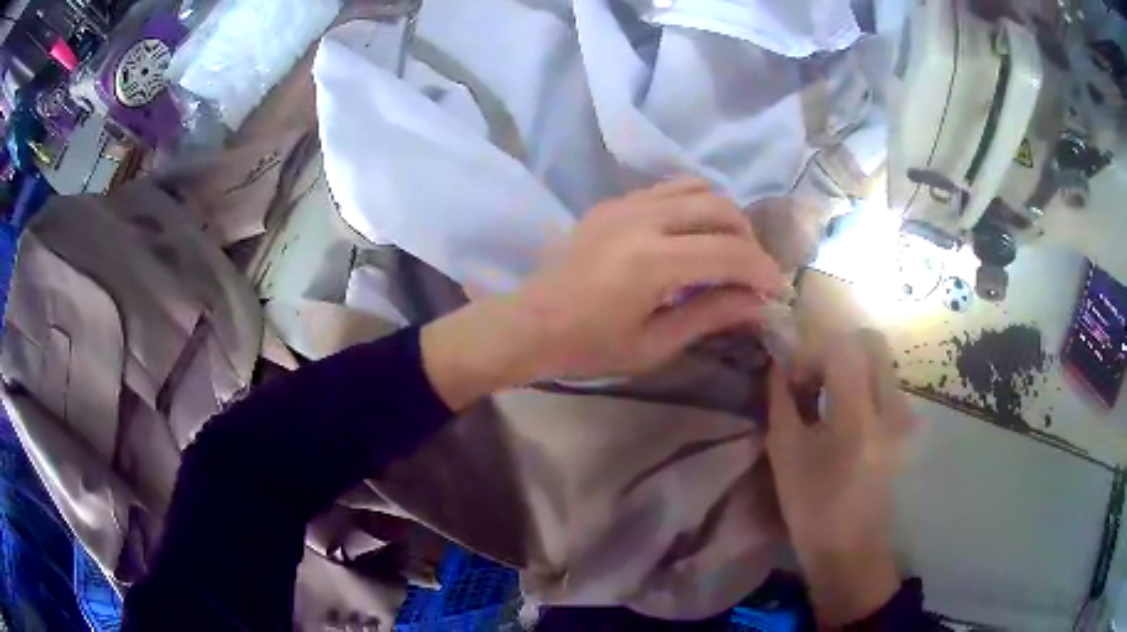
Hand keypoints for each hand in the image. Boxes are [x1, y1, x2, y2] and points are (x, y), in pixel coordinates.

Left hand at [422, 178, 786, 409]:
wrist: (529, 324)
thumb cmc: (588, 346)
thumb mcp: (654, 344)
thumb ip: (710, 315)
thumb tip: (757, 304)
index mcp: (652, 261)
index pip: (729, 253)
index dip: (761, 272)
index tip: (775, 292)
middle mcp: (642, 219)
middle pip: (719, 208)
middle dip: (748, 239)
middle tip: (751, 273)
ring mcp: (624, 204)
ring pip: (696, 188)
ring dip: (723, 216)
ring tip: (726, 250)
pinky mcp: (613, 202)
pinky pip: (667, 190)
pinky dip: (693, 206)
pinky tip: (691, 237)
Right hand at [766, 331, 915, 626]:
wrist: (849, 547)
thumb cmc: (812, 507)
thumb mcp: (785, 454)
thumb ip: (781, 401)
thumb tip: (777, 365)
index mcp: (859, 420)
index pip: (843, 349)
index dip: (812, 352)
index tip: (792, 379)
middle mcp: (891, 409)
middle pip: (871, 342)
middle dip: (835, 349)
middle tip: (812, 378)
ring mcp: (904, 416)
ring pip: (879, 360)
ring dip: (848, 366)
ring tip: (823, 398)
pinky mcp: (905, 424)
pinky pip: (884, 381)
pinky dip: (860, 382)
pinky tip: (840, 413)